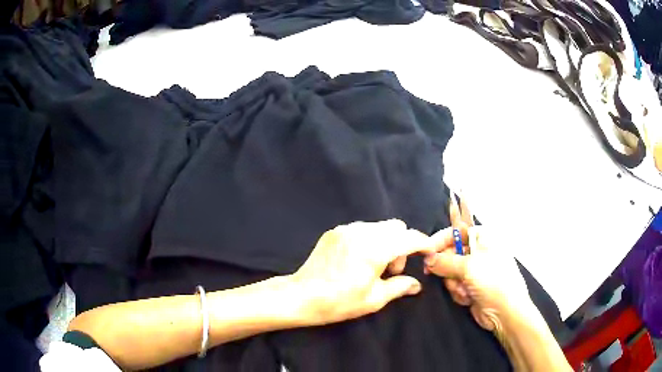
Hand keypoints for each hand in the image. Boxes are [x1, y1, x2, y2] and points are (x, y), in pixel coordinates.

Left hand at [290, 220, 435, 325]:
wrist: (301, 296)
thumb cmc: (339, 302)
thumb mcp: (374, 299)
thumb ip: (399, 287)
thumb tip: (416, 285)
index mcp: (375, 249)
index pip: (409, 238)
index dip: (424, 244)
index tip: (428, 254)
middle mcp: (362, 232)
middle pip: (396, 227)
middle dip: (403, 245)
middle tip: (392, 270)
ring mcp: (346, 229)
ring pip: (379, 226)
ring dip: (386, 242)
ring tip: (374, 266)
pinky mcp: (334, 231)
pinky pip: (362, 229)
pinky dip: (370, 240)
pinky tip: (359, 259)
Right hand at [423, 199, 535, 333]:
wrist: (505, 312)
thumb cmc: (493, 281)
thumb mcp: (469, 267)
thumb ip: (444, 261)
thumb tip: (427, 259)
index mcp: (484, 238)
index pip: (457, 231)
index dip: (441, 240)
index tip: (425, 250)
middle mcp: (479, 252)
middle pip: (450, 253)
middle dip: (447, 267)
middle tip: (442, 274)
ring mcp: (474, 271)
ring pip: (449, 272)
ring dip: (454, 283)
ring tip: (465, 290)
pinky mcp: (470, 287)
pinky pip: (454, 285)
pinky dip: (458, 292)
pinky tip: (468, 298)